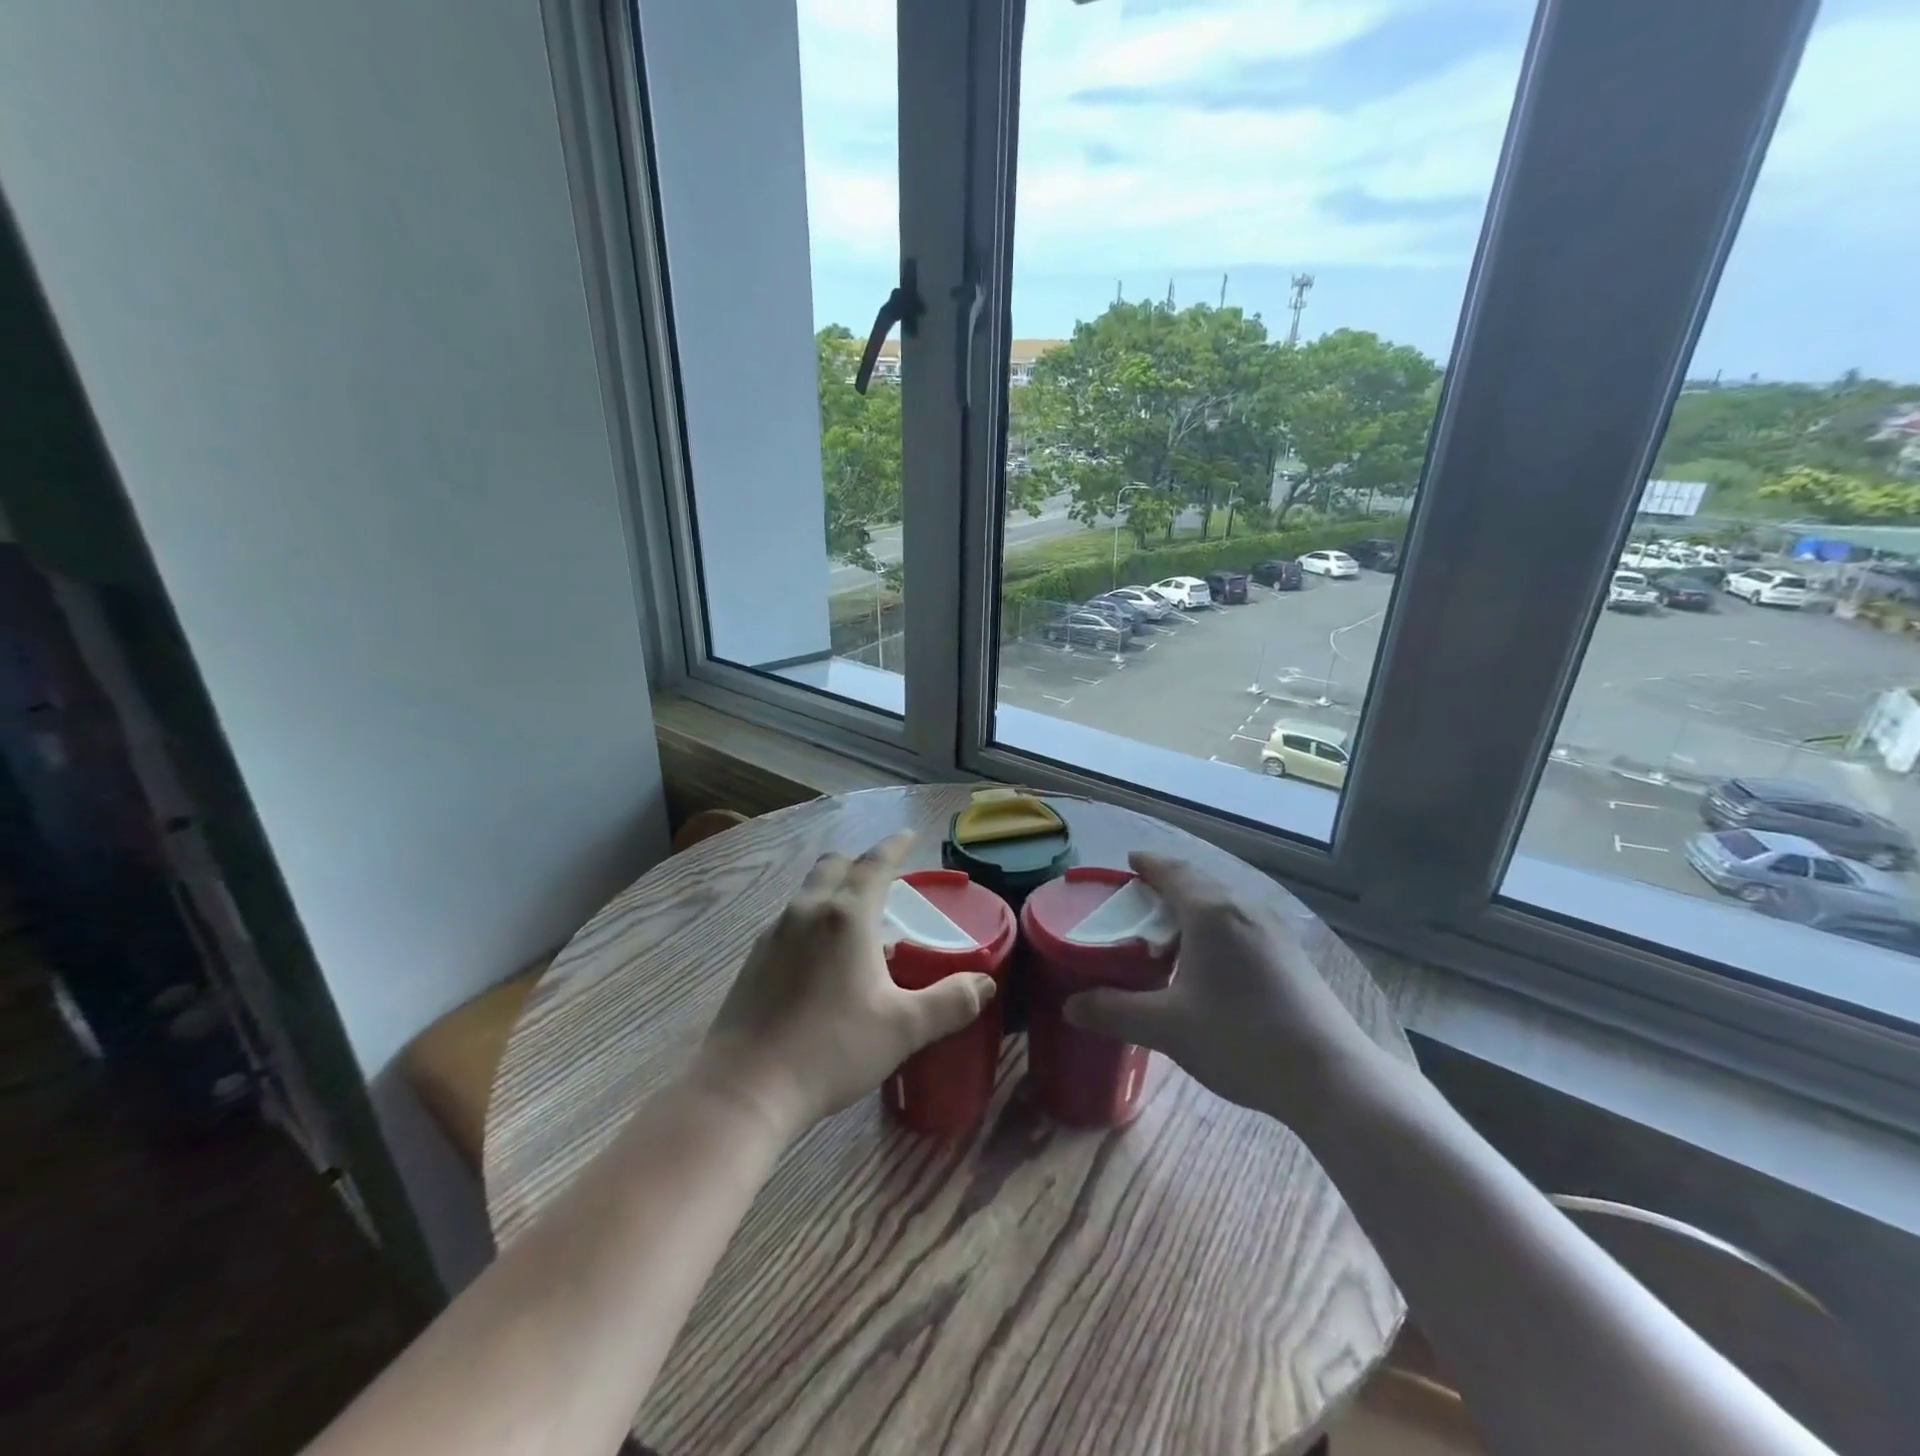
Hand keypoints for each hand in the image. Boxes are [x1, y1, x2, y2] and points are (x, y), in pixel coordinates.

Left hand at [694, 832, 996, 1136]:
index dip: (894, 846)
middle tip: (884, 879)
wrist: (743, 1090)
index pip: (874, 864)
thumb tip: (985, 983)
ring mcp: (773, 934)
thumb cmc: (830, 1050)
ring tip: (857, 923)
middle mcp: (807, 912)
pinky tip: (822, 961)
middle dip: (860, 863)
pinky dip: (813, 921)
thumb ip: (949, 1002)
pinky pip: (790, 921)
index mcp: (845, 916)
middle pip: (834, 867)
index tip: (910, 835)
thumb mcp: (902, 1029)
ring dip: (834, 892)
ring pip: (808, 893)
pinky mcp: (753, 960)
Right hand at [1064, 853, 1385, 1122]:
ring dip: (1195, 906)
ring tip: (1172, 932)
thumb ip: (1114, 1012)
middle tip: (1140, 900)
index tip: (1128, 862)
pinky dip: (1217, 926)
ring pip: (1224, 903)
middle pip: (1199, 882)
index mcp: (1210, 912)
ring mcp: (1274, 931)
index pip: (1172, 871)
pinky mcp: (1292, 955)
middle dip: (1168, 884)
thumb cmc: (1240, 1038)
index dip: (1147, 863)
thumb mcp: (1166, 1028)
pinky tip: (1213, 962)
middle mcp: (1244, 909)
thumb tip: (1070, 1006)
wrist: (1330, 1076)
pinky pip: (1243, 923)